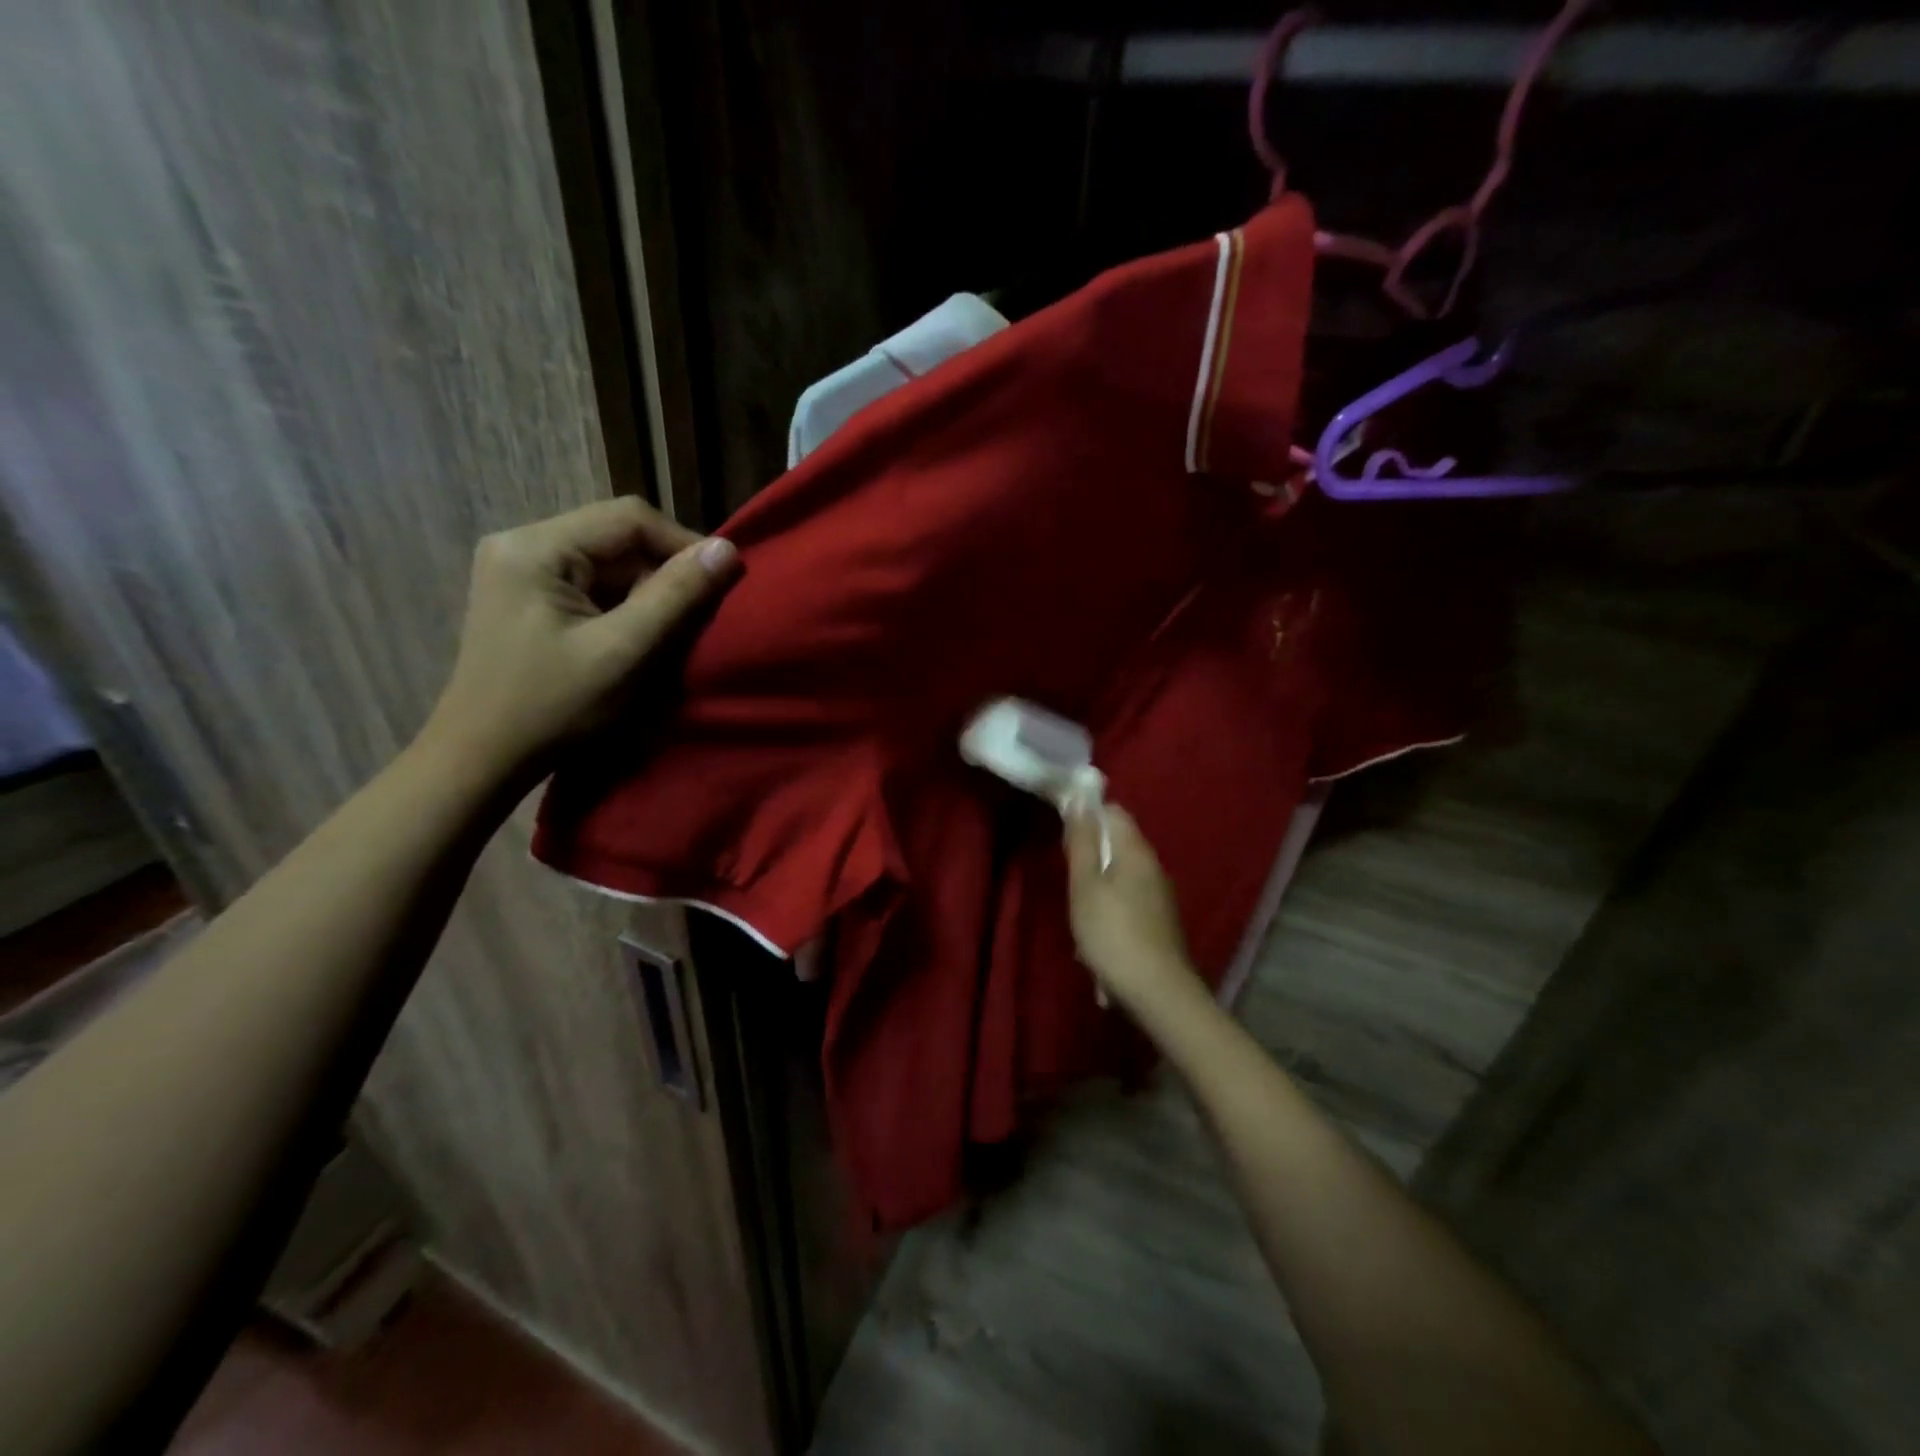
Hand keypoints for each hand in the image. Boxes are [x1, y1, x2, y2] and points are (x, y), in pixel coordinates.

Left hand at [422, 497, 739, 778]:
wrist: (482, 759)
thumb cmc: (554, 708)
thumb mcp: (624, 651)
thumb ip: (677, 596)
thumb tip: (728, 549)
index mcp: (535, 547)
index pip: (629, 518)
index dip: (683, 544)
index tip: (720, 583)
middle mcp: (522, 544)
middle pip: (618, 538)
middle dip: (665, 573)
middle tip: (697, 616)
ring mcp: (521, 571)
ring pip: (609, 563)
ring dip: (648, 593)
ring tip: (670, 632)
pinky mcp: (528, 598)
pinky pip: (593, 586)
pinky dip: (625, 607)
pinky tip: (637, 638)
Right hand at [1064, 803, 1205, 1017]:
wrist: (1158, 993)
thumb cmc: (1112, 934)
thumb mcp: (1085, 886)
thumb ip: (1082, 843)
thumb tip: (1081, 801)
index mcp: (1136, 851)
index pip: (1114, 812)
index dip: (1088, 815)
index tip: (1065, 835)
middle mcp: (1154, 867)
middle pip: (1118, 845)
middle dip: (1092, 857)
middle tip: (1069, 881)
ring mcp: (1162, 896)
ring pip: (1122, 877)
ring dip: (1099, 889)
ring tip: (1080, 918)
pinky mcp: (1162, 923)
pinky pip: (1130, 904)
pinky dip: (1112, 913)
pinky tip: (1099, 942)